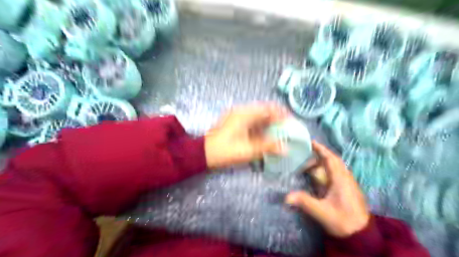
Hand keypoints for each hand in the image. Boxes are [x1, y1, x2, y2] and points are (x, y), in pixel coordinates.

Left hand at [206, 102, 287, 167]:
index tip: (290, 122)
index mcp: (245, 114)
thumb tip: (286, 148)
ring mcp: (236, 116)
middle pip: (263, 110)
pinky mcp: (233, 122)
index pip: (268, 108)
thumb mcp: (248, 150)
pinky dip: (260, 125)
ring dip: (268, 121)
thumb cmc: (225, 151)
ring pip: (257, 115)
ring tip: (277, 131)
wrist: (203, 153)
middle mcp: (241, 111)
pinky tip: (264, 134)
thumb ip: (268, 147)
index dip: (281, 114)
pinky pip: (251, 120)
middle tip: (285, 128)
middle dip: (276, 118)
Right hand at [286, 141, 368, 237]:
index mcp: (340, 180)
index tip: (311, 142)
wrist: (362, 235)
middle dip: (320, 155)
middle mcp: (345, 178)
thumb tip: (286, 196)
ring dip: (323, 162)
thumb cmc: (343, 221)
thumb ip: (305, 202)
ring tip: (309, 164)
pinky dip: (326, 169)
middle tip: (305, 154)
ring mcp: (348, 183)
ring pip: (335, 167)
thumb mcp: (322, 212)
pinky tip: (319, 176)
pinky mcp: (348, 189)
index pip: (331, 159)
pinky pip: (336, 173)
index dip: (321, 149)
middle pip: (333, 160)